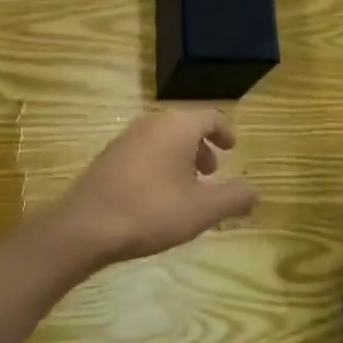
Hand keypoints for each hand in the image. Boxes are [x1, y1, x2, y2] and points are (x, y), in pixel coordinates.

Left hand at [43, 109, 257, 268]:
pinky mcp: (109, 155)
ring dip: (181, 156)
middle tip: (212, 173)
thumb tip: (254, 190)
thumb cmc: (152, 211)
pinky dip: (160, 162)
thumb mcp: (202, 210)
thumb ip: (234, 197)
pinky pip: (144, 150)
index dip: (225, 132)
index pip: (210, 117)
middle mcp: (151, 122)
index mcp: (177, 126)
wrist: (87, 225)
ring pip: (163, 138)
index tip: (232, 149)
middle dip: (202, 147)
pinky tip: (157, 194)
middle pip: (186, 125)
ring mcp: (126, 137)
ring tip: (187, 188)